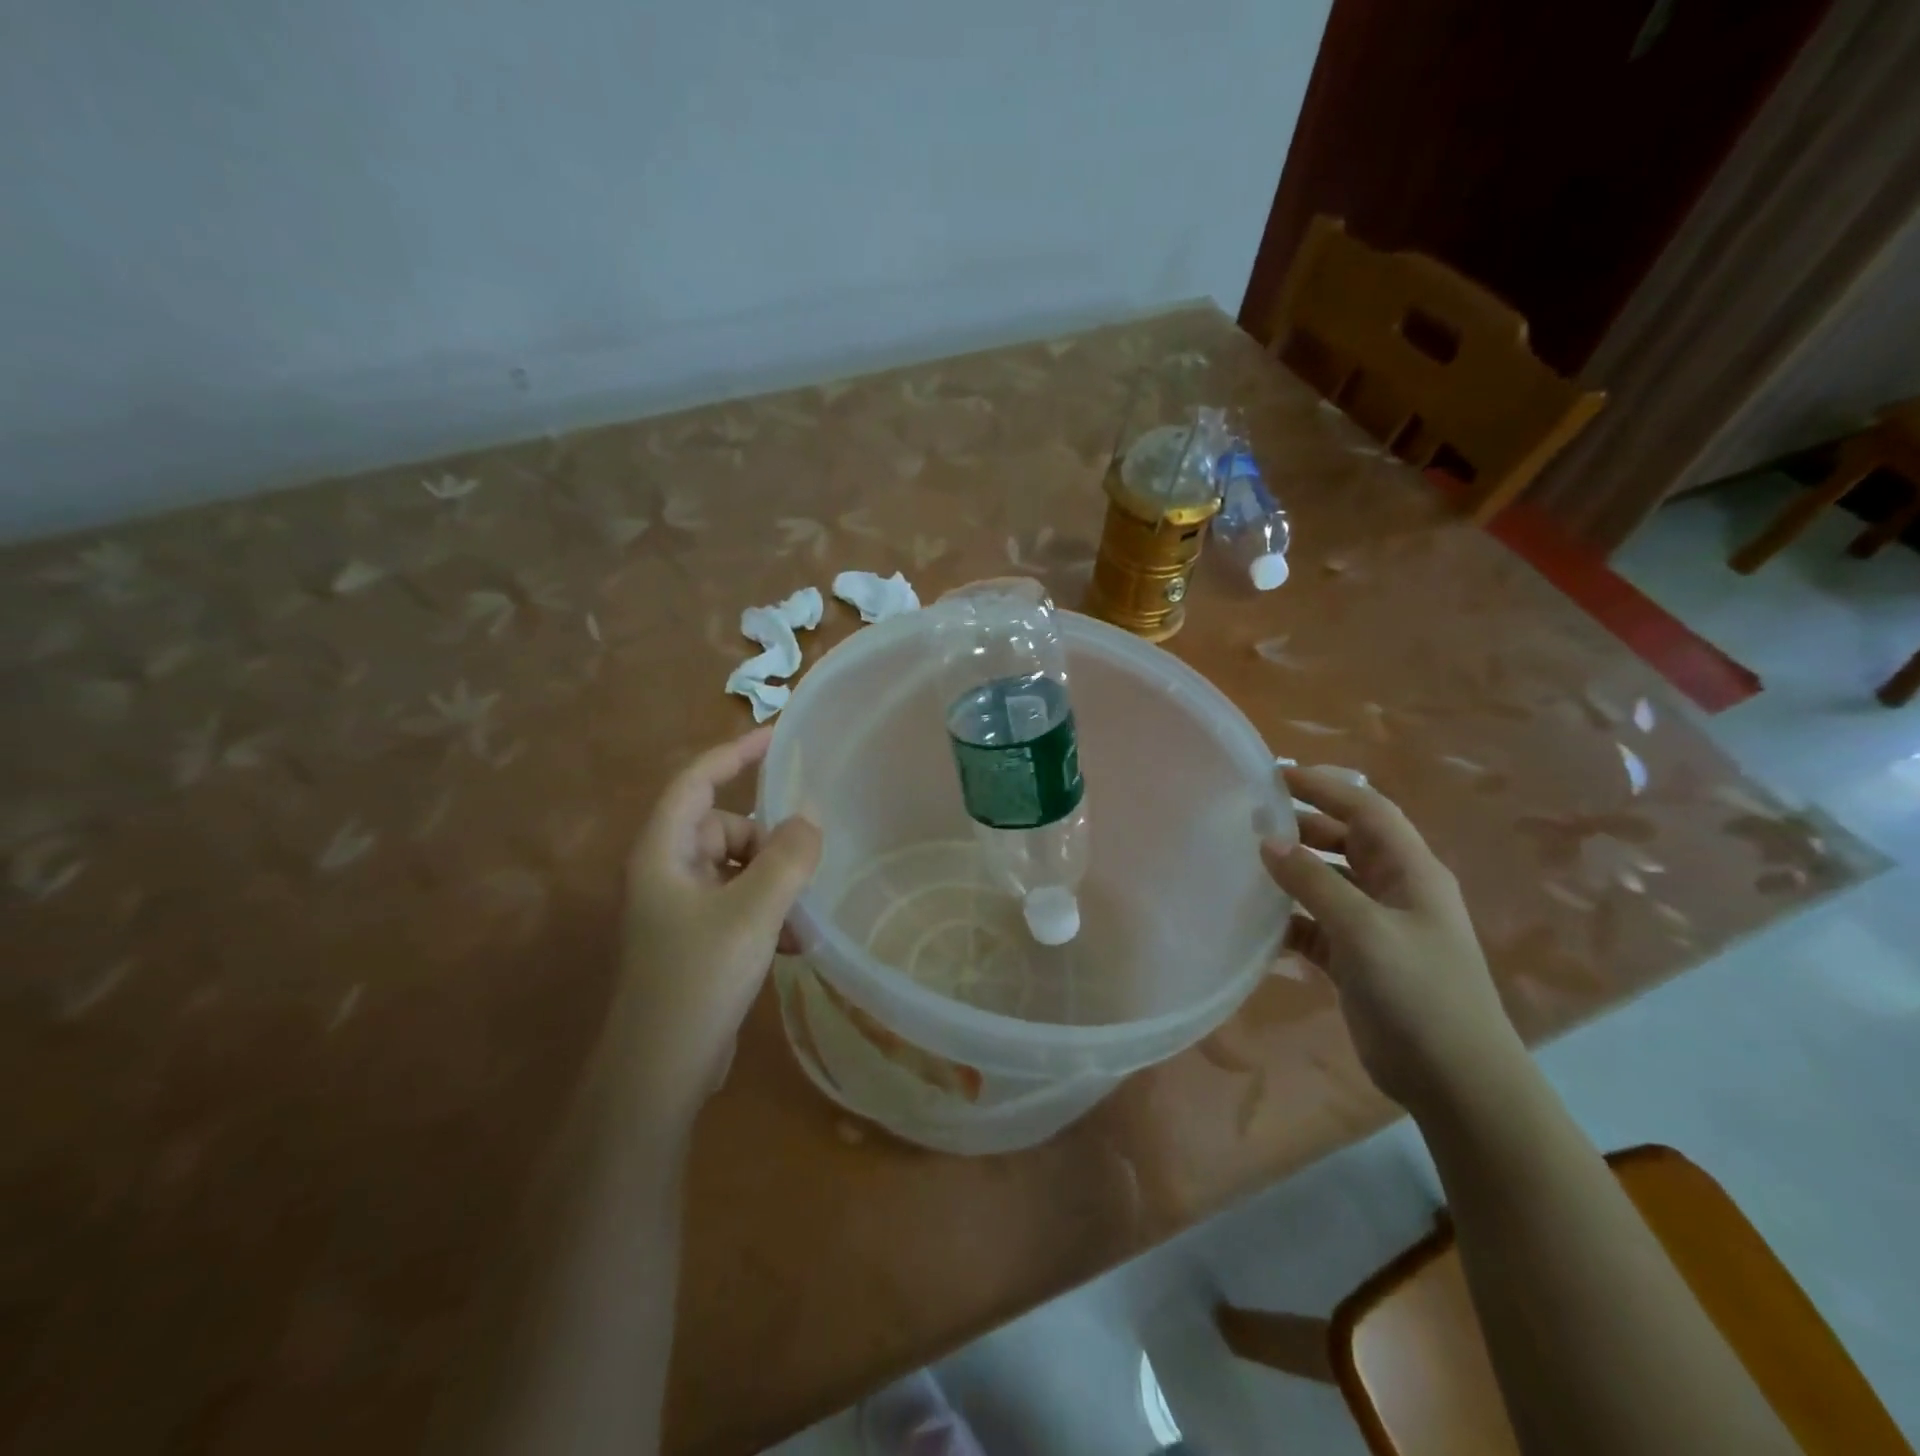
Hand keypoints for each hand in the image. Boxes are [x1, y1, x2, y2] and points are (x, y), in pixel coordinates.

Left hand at [618, 728, 822, 1128]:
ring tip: (804, 915)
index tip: (779, 737)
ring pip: (740, 868)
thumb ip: (787, 859)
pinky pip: (741, 903)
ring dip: (775, 883)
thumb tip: (811, 818)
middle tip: (807, 863)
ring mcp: (682, 908)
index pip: (697, 781)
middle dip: (769, 841)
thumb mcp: (752, 913)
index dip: (735, 753)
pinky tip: (795, 944)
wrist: (659, 1073)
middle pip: (726, 827)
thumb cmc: (697, 980)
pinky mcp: (698, 939)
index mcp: (664, 852)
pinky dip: (769, 913)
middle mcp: (668, 872)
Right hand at [1259, 766, 1523, 1116]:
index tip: (1274, 776)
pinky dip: (1288, 918)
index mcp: (1411, 871)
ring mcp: (1376, 927)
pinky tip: (1255, 921)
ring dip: (1292, 871)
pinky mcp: (1357, 960)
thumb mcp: (1364, 930)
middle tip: (1250, 817)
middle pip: (1345, 840)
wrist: (1455, 1082)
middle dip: (1303, 824)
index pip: (1366, 809)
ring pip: (1327, 882)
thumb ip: (1314, 882)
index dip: (1324, 786)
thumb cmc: (1420, 993)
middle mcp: (1395, 891)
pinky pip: (1315, 924)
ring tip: (1245, 862)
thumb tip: (1267, 841)